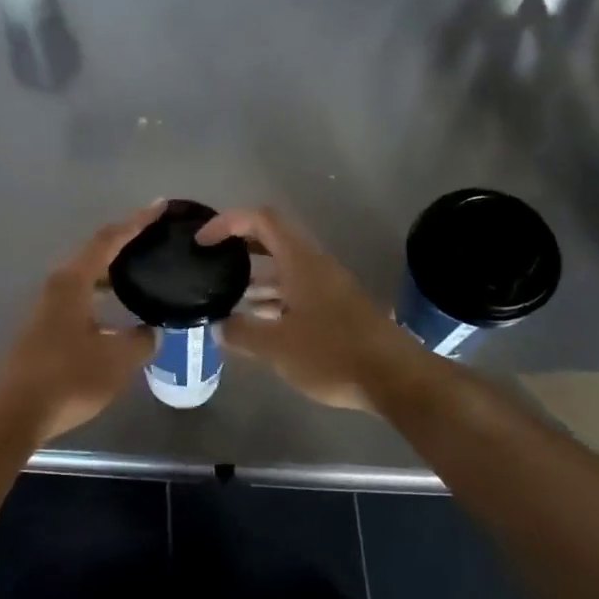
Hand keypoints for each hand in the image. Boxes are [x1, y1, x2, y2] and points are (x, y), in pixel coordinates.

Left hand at [0, 206, 161, 441]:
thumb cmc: (66, 378)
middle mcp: (57, 286)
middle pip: (95, 255)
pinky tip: (117, 315)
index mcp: (73, 281)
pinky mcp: (44, 328)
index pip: (109, 239)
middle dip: (126, 245)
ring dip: (113, 274)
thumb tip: (151, 331)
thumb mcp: (116, 360)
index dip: (136, 222)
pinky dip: (102, 296)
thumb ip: (140, 340)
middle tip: (156, 241)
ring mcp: (47, 307)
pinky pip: (80, 299)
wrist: (12, 413)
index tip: (160, 207)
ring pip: (86, 279)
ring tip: (143, 274)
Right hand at [198, 206, 425, 412]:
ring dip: (255, 276)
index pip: (261, 219)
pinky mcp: (336, 310)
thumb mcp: (277, 347)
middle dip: (239, 247)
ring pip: (284, 269)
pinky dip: (273, 299)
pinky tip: (258, 322)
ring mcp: (328, 287)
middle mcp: (314, 265)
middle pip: (272, 239)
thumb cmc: (333, 354)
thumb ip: (242, 333)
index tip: (203, 242)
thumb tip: (218, 326)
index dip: (228, 222)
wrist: (396, 379)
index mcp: (300, 261)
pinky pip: (296, 291)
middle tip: (211, 263)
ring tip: (227, 296)